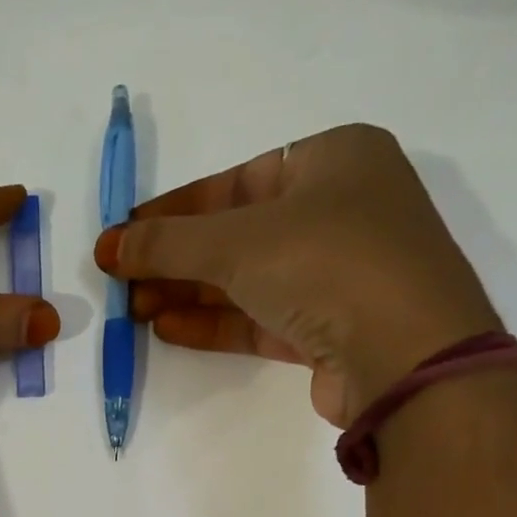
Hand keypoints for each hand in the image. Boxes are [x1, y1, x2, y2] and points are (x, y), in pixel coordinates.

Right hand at [93, 123, 500, 426]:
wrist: (406, 356)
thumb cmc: (327, 264)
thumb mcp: (237, 242)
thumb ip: (168, 243)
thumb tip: (110, 246)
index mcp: (334, 159)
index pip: (236, 181)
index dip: (174, 210)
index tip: (126, 234)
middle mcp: (341, 210)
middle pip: (238, 233)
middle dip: (176, 259)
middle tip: (122, 280)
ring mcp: (339, 274)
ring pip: (248, 279)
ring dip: (189, 293)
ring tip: (135, 309)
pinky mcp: (331, 329)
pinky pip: (261, 317)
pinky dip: (215, 322)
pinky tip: (168, 328)